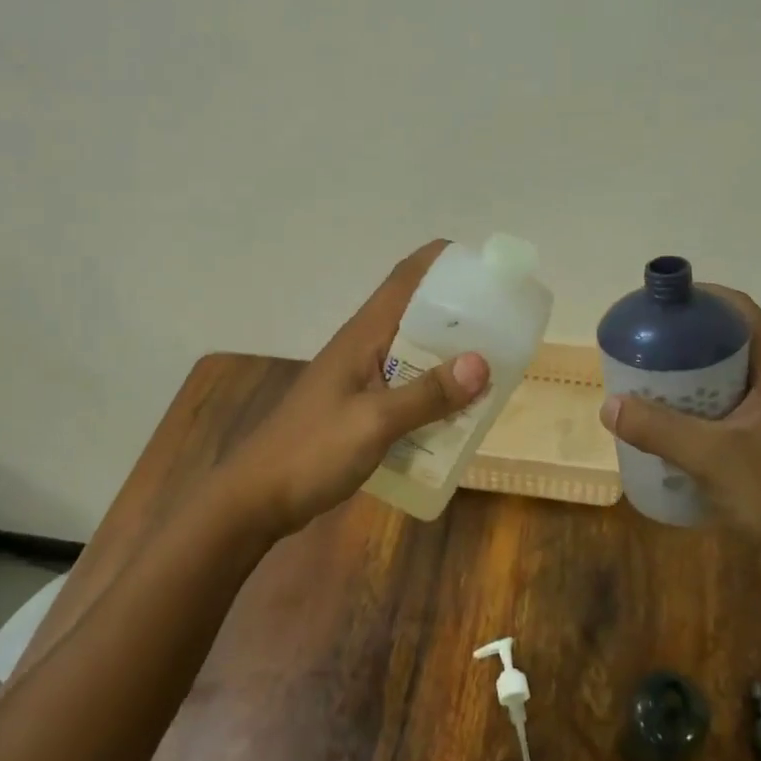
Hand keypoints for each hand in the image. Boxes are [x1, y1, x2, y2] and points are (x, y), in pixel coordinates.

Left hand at [217, 240, 489, 532]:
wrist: (256, 498)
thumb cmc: (311, 451)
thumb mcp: (374, 423)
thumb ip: (426, 394)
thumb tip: (482, 363)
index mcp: (363, 335)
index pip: (405, 278)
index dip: (441, 261)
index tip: (484, 267)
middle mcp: (363, 347)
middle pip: (416, 313)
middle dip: (459, 313)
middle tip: (504, 322)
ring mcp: (360, 378)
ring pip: (414, 352)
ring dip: (449, 355)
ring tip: (493, 364)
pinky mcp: (360, 407)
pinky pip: (407, 386)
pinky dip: (434, 390)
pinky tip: (458, 409)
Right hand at [598, 287, 760, 550]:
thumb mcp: (711, 456)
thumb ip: (658, 429)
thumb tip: (609, 405)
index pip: (739, 311)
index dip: (701, 299)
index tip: (660, 307)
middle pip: (729, 342)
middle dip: (686, 340)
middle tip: (644, 347)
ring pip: (727, 378)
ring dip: (690, 377)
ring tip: (647, 382)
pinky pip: (727, 409)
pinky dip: (698, 407)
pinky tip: (669, 424)